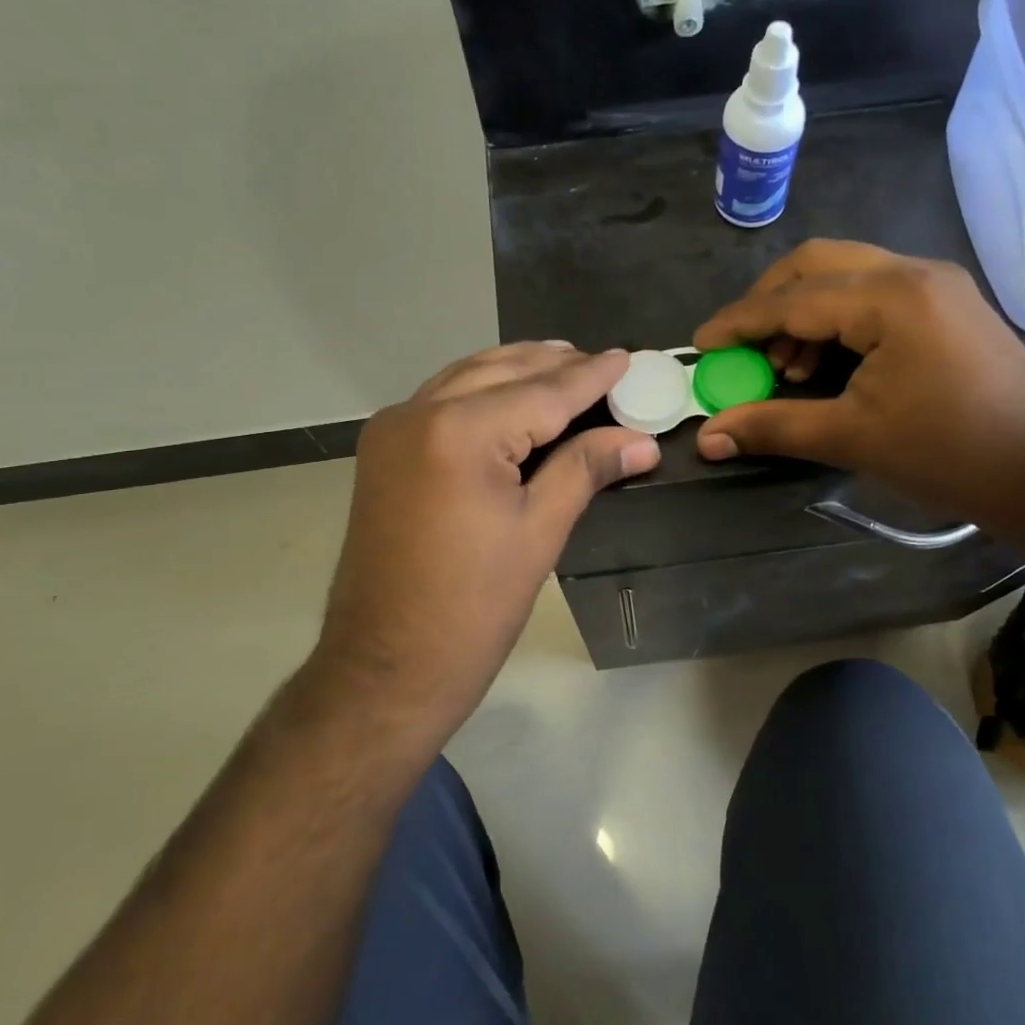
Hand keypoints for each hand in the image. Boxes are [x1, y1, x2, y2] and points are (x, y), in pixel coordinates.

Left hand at [311, 344, 658, 752]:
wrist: (385, 667)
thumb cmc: (472, 608)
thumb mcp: (539, 532)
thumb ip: (586, 469)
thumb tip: (642, 442)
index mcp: (459, 431)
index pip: (542, 391)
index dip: (590, 377)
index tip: (626, 357)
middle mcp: (418, 412)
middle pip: (501, 372)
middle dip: (553, 365)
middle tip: (600, 362)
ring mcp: (392, 429)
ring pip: (467, 378)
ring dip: (515, 370)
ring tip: (561, 364)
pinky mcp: (382, 450)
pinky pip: (442, 400)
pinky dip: (482, 390)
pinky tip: (509, 394)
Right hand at [693, 241, 1024, 526]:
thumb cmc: (947, 454)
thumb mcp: (850, 438)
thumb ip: (772, 427)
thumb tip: (708, 438)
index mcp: (890, 298)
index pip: (793, 299)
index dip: (739, 322)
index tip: (701, 345)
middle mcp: (913, 272)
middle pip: (816, 263)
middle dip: (768, 301)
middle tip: (742, 346)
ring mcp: (935, 284)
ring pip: (845, 274)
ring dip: (803, 310)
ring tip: (786, 366)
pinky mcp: (946, 303)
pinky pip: (873, 292)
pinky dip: (837, 318)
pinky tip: (826, 362)